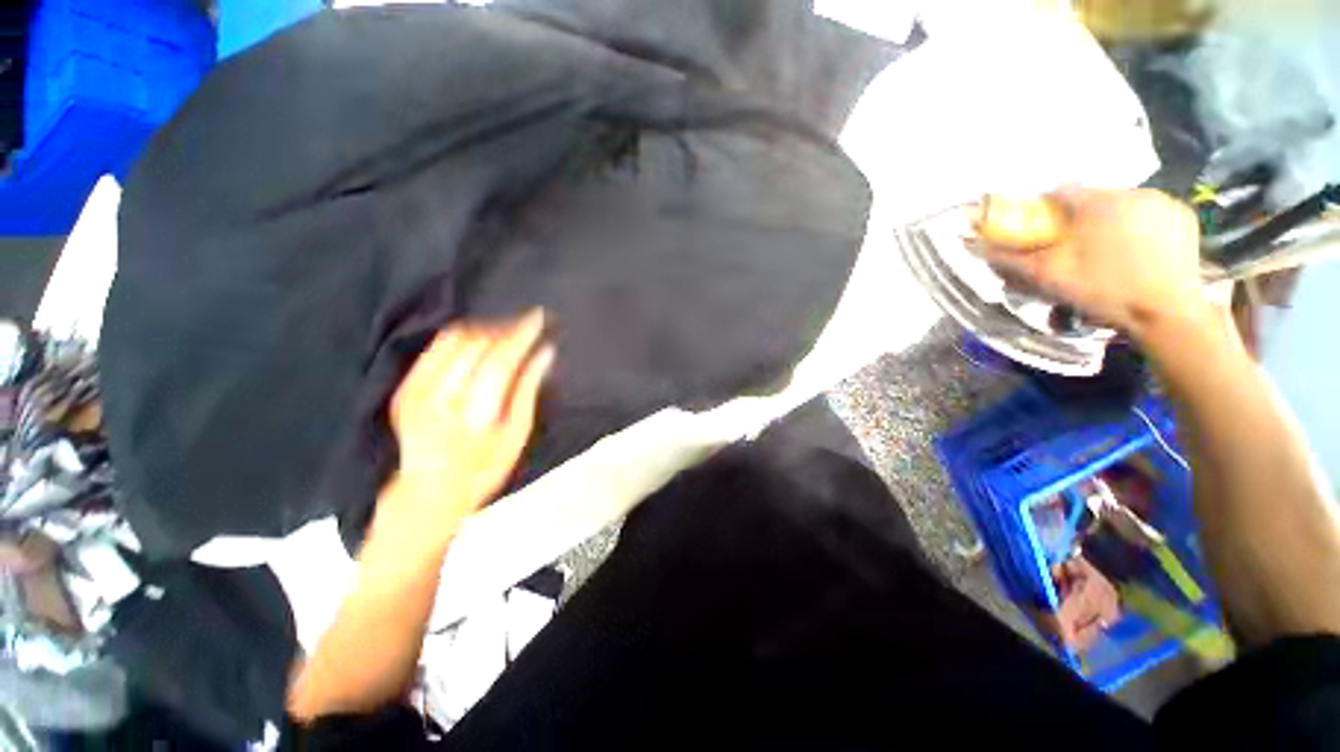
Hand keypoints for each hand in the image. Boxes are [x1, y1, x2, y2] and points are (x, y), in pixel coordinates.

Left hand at [378, 310, 553, 539]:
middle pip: (478, 344)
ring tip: (508, 330)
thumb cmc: (484, 468)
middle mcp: (440, 396)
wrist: (427, 491)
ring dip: (486, 328)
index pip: (501, 360)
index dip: (521, 334)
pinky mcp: (406, 386)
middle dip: (507, 327)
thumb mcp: (517, 434)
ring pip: (456, 339)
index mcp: (473, 413)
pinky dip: (462, 336)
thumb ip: (528, 389)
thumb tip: (545, 352)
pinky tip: (480, 338)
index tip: (540, 317)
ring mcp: (417, 389)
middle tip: (528, 324)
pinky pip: (436, 347)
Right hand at [982, 187, 1209, 340]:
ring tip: (1108, 252)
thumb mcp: (1048, 277)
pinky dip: (1139, 225)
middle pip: (1093, 198)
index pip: (1059, 191)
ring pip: (1123, 204)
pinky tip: (1137, 251)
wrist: (1167, 314)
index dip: (1045, 210)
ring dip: (1110, 220)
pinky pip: (1150, 213)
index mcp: (1097, 202)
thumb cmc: (1104, 291)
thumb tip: (975, 245)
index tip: (1042, 230)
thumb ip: (1011, 257)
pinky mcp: (1184, 216)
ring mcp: (1163, 202)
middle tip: (1076, 248)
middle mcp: (1132, 192)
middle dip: (1080, 218)